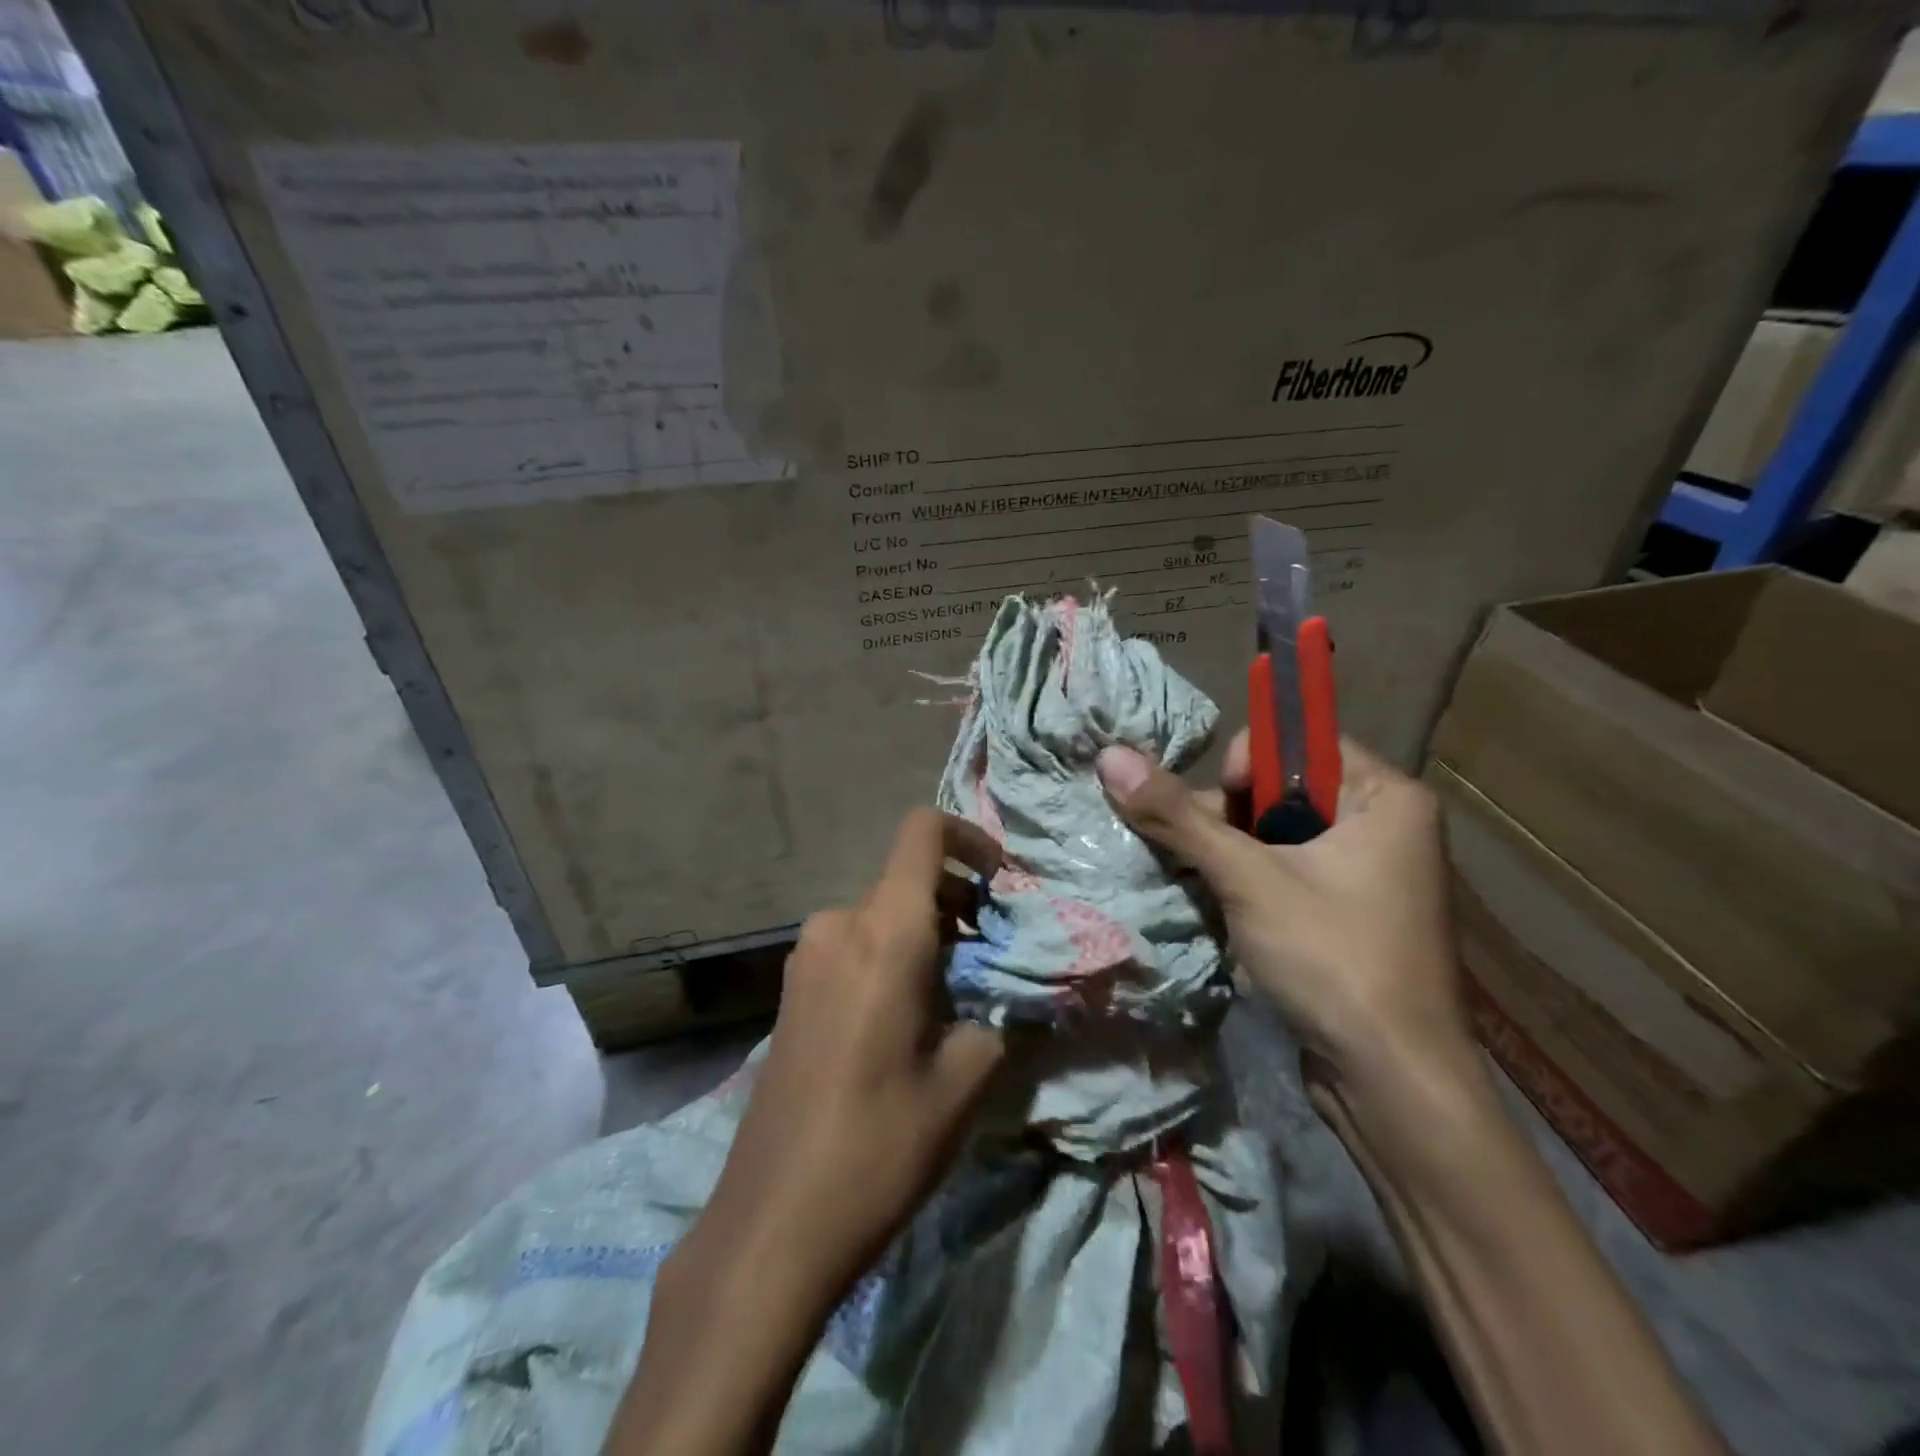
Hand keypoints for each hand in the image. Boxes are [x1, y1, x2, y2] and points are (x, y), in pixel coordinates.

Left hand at [687, 808, 1007, 1301]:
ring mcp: (806, 956)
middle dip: (959, 902)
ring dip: (926, 934)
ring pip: (881, 915)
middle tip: (993, 957)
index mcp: (884, 932)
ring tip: (956, 996)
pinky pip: (854, 945)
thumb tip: (1004, 995)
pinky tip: (907, 1018)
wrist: (773, 1221)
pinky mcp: (792, 989)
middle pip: (906, 879)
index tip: (1002, 882)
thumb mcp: (964, 1081)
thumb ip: (997, 1016)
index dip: (968, 838)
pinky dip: (891, 955)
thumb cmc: (879, 1144)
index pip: (922, 833)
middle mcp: (838, 925)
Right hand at [1095, 735, 1471, 1093]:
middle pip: (1282, 791)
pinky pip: (1287, 874)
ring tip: (1201, 887)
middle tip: (1202, 862)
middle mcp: (1384, 825)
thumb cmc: (1333, 959)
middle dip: (1228, 820)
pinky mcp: (1347, 915)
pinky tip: (1220, 908)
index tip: (1223, 816)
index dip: (1248, 769)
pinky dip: (1248, 884)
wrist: (1393, 1084)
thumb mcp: (1248, 879)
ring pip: (1277, 837)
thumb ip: (1178, 816)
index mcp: (1385, 797)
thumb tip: (1111, 756)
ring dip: (1229, 856)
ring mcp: (1368, 874)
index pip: (1299, 745)